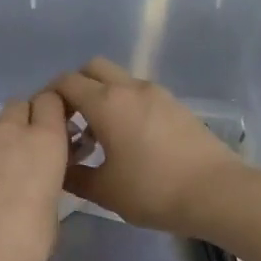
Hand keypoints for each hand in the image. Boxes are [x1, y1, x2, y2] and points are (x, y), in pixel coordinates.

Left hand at [0, 90, 69, 260]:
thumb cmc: (21, 242)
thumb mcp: (50, 218)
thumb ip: (46, 189)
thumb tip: (36, 189)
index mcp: (45, 142)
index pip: (51, 101)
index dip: (52, 112)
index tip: (53, 130)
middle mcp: (8, 131)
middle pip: (18, 106)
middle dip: (22, 121)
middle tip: (23, 152)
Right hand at [50, 59, 242, 233]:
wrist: (217, 192)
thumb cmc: (153, 190)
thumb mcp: (104, 191)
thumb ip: (73, 176)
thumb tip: (58, 168)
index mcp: (106, 103)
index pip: (66, 82)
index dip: (49, 97)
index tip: (44, 122)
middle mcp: (130, 88)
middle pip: (92, 68)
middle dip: (75, 87)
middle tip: (70, 122)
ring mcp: (157, 93)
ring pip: (118, 79)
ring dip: (102, 96)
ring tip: (99, 135)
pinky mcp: (176, 105)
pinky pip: (139, 93)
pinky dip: (124, 104)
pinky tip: (128, 139)